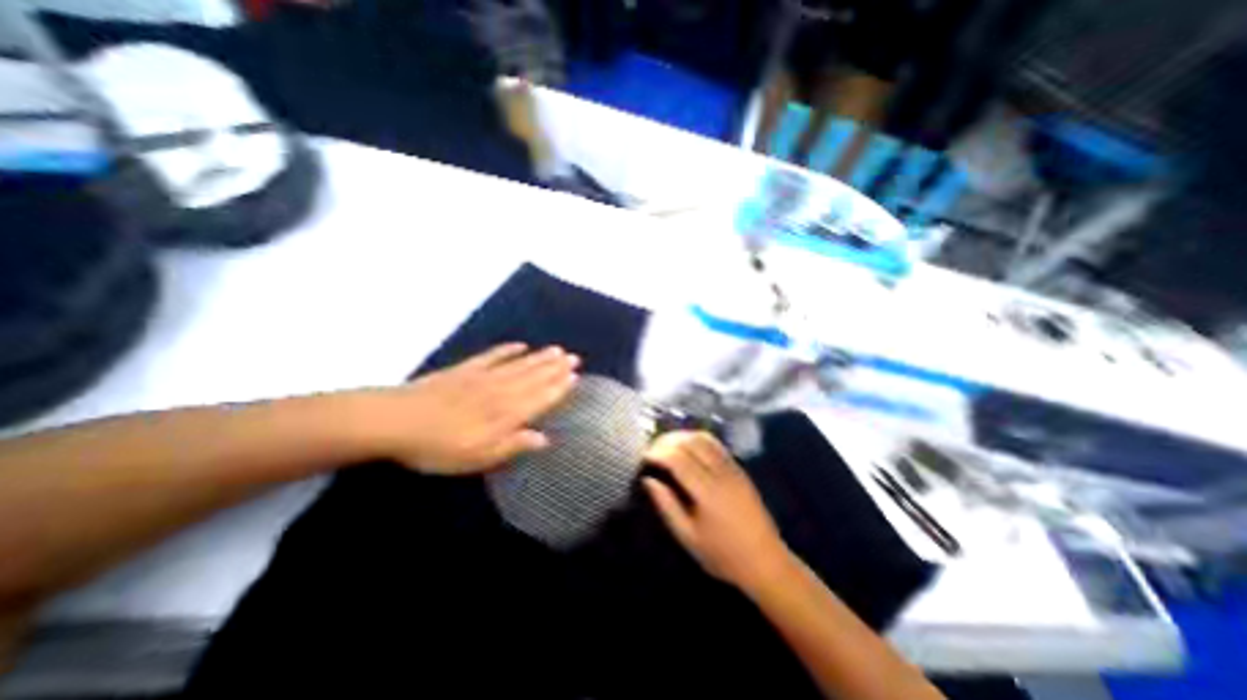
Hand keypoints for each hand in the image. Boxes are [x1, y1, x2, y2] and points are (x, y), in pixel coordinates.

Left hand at [375, 341, 580, 476]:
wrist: (395, 421)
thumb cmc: (438, 447)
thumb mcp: (477, 457)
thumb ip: (512, 445)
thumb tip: (544, 438)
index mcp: (505, 414)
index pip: (539, 398)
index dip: (558, 388)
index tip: (575, 377)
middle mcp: (500, 391)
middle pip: (533, 378)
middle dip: (555, 368)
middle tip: (573, 357)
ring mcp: (483, 377)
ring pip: (519, 365)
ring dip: (540, 358)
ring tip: (557, 350)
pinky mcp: (465, 369)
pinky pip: (492, 356)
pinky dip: (508, 350)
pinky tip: (520, 345)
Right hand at [644, 431, 785, 589]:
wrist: (765, 561)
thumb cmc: (722, 555)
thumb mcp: (688, 537)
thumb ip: (667, 506)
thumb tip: (648, 480)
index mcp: (707, 492)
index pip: (678, 459)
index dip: (658, 453)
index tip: (644, 457)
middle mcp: (720, 473)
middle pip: (690, 442)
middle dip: (667, 441)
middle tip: (652, 449)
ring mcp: (732, 468)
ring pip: (704, 438)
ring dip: (682, 436)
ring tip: (666, 445)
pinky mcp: (739, 468)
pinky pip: (716, 444)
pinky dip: (697, 438)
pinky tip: (687, 447)